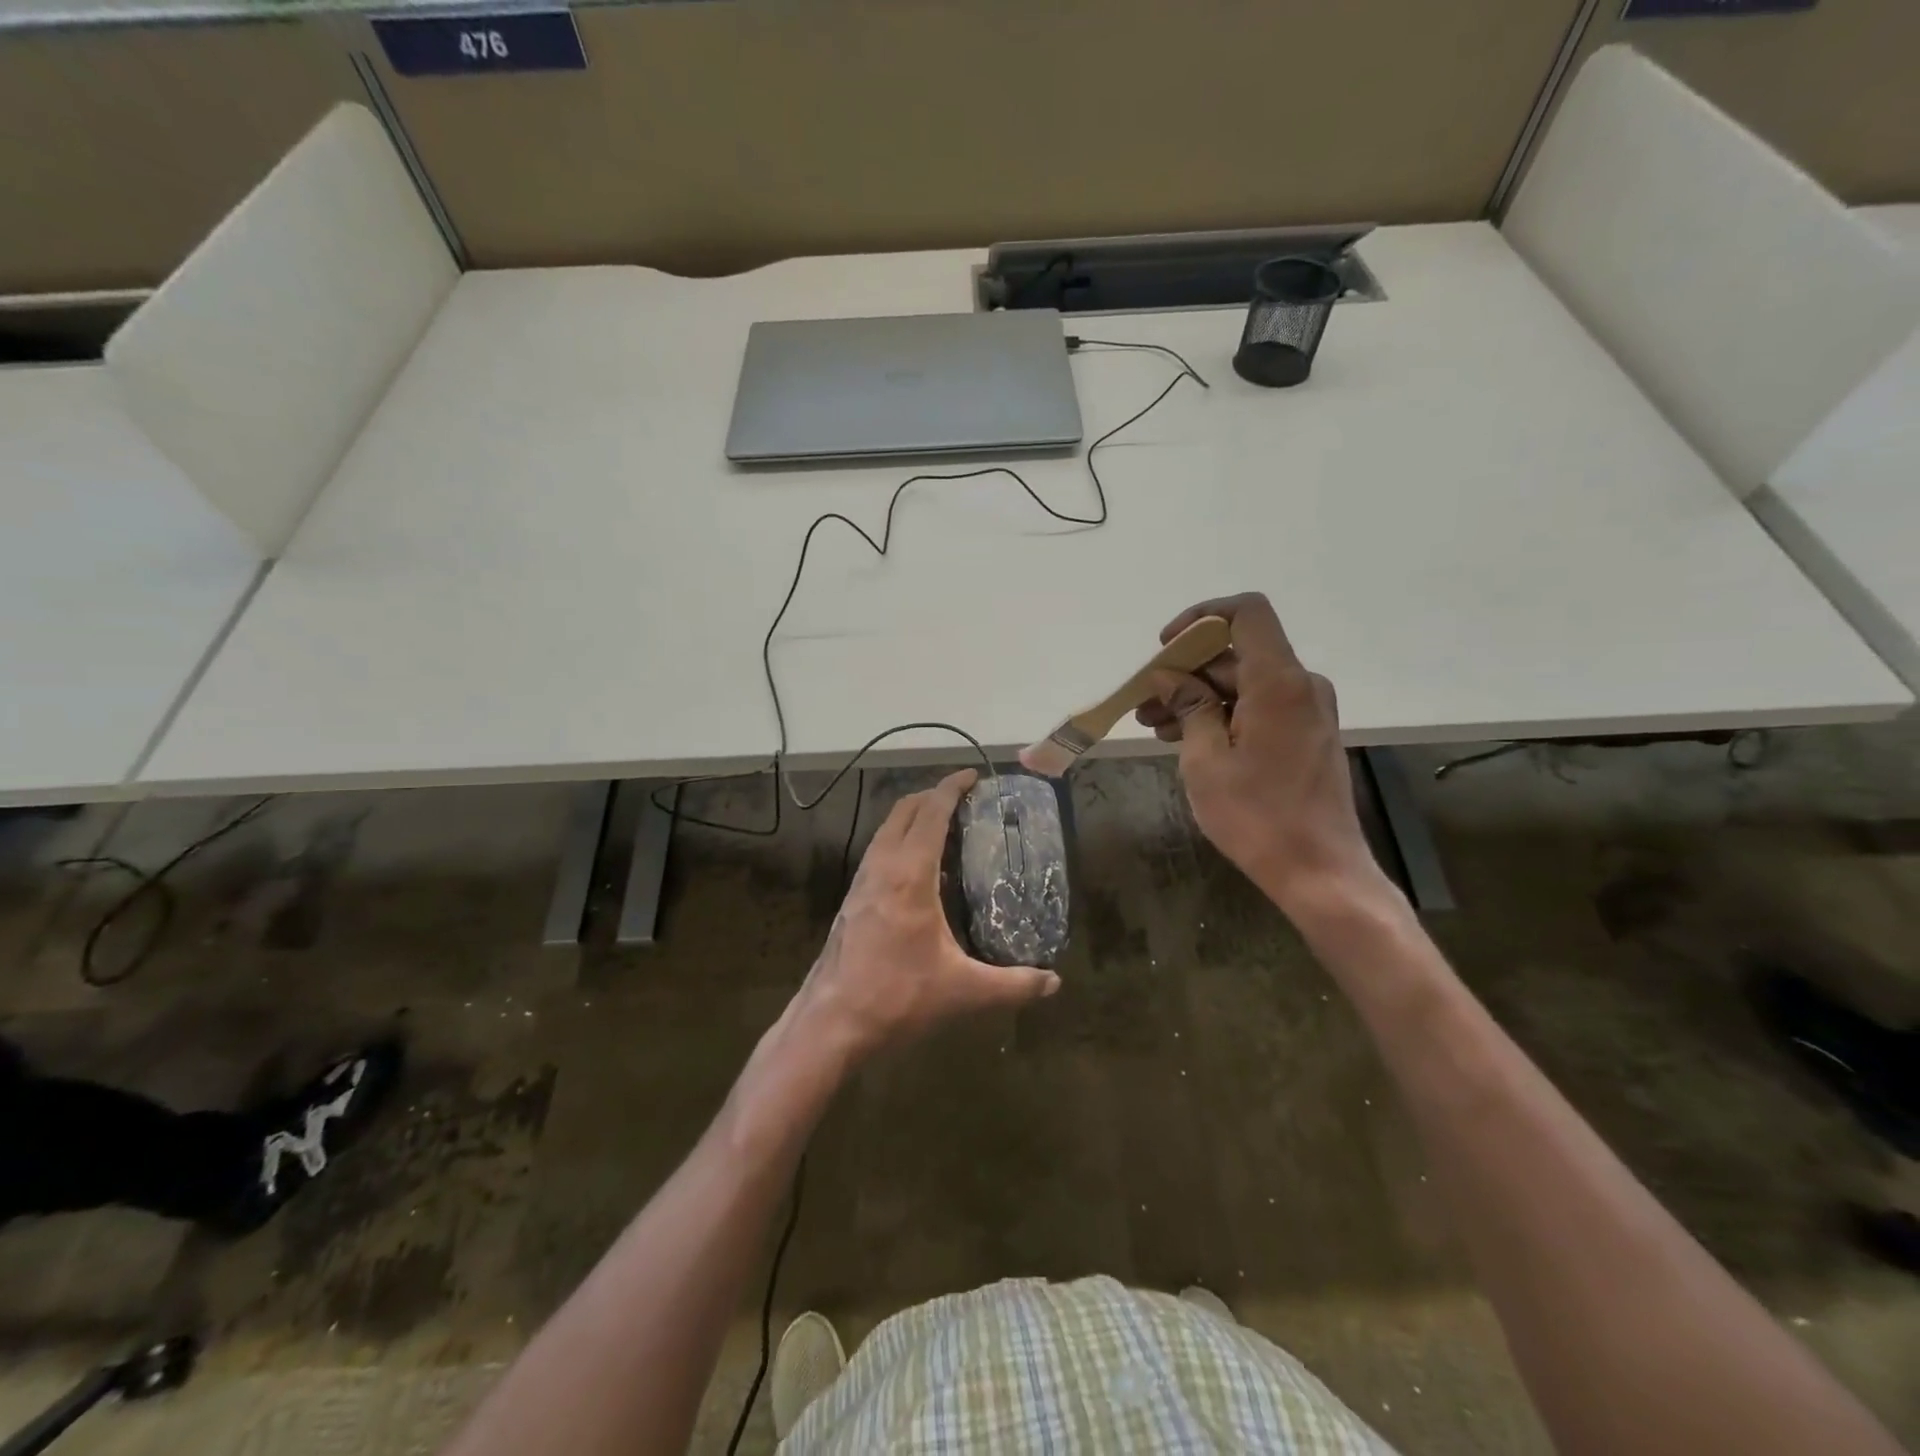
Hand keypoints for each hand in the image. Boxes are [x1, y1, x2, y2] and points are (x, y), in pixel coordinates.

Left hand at [791, 769, 1059, 1061]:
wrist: (830, 1023)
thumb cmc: (898, 997)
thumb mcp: (963, 991)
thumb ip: (1013, 984)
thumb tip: (1054, 982)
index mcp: (909, 875)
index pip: (930, 813)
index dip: (951, 788)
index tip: (972, 775)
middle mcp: (881, 867)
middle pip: (904, 812)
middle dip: (932, 795)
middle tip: (963, 799)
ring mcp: (861, 882)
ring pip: (886, 831)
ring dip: (912, 817)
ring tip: (942, 827)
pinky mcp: (851, 900)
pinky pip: (878, 853)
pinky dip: (899, 842)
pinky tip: (917, 872)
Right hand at [1136, 593, 1391, 914]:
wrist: (1319, 871)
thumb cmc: (1256, 815)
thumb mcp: (1206, 760)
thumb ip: (1188, 707)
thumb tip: (1168, 676)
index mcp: (1278, 682)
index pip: (1246, 613)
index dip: (1201, 617)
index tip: (1166, 648)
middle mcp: (1300, 686)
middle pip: (1237, 655)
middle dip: (1186, 673)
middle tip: (1144, 705)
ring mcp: (1307, 711)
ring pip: (1244, 685)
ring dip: (1198, 698)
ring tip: (1155, 727)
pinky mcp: (1307, 735)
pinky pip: (1258, 708)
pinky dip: (1222, 716)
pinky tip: (1187, 740)